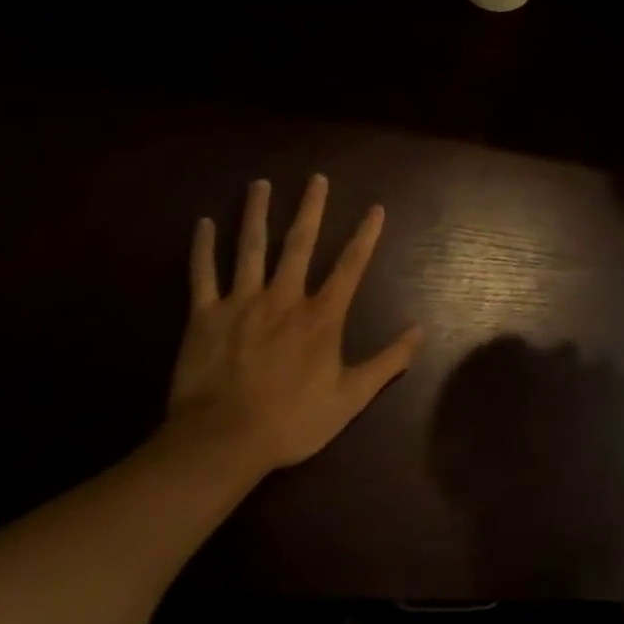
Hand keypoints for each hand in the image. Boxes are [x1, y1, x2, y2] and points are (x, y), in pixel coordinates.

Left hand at [169, 176, 421, 470]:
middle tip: (316, 178)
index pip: (350, 265)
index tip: (376, 209)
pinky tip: (203, 223)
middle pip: (299, 243)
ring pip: (250, 248)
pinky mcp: (204, 317)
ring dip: (256, 214)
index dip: (366, 235)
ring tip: (260, 184)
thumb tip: (420, 331)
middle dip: (310, 208)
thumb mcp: (350, 397)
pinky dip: (203, 248)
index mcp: (321, 315)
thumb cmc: (290, 421)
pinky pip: (202, 275)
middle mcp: (284, 298)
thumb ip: (387, 362)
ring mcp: (241, 303)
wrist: (220, 444)